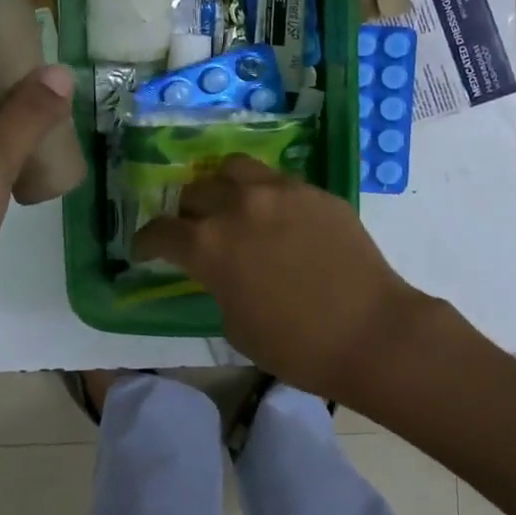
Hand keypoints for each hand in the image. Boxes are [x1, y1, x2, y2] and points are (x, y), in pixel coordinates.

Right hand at [134, 156, 426, 401]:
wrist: (371, 332)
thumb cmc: (296, 346)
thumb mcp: (234, 324)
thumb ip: (216, 284)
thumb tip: (218, 270)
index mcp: (208, 245)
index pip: (160, 232)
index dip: (146, 242)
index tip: (144, 250)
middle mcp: (237, 206)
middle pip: (195, 192)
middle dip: (187, 214)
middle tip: (195, 232)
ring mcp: (279, 191)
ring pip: (233, 168)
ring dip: (222, 187)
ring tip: (231, 205)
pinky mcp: (314, 190)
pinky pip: (276, 180)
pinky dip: (264, 194)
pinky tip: (277, 217)